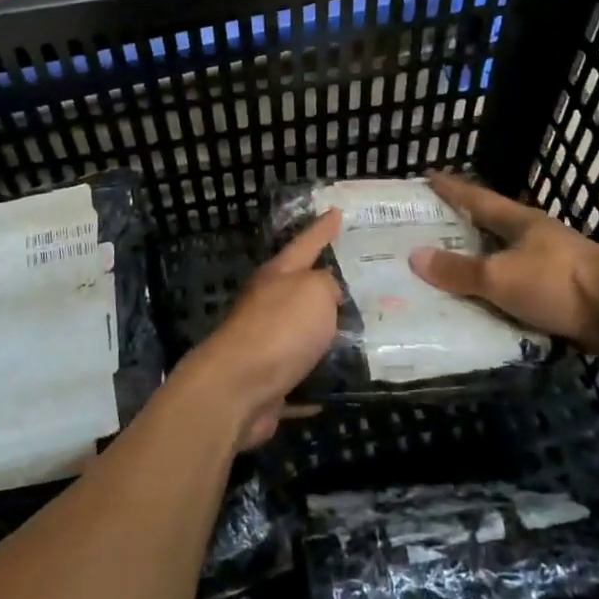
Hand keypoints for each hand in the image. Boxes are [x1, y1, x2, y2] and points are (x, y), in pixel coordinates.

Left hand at [178, 211, 343, 450]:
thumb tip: (327, 295)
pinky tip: (339, 382)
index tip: (335, 211)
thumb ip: (327, 285)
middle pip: (300, 287)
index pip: (306, 243)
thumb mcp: (314, 291)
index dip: (322, 228)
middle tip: (357, 279)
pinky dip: (318, 377)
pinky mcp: (269, 380)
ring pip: (302, 331)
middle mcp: (268, 303)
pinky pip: (302, 373)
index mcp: (278, 275)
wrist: (238, 387)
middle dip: (325, 283)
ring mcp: (266, 342)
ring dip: (325, 332)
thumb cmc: (280, 328)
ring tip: (360, 331)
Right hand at [408, 173, 598, 360]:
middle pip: (493, 229)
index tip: (429, 176)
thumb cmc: (558, 282)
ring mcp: (554, 270)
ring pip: (507, 265)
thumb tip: (413, 256)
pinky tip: (483, 313)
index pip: (477, 198)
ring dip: (483, 270)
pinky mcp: (565, 300)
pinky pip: (520, 298)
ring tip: (449, 277)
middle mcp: (537, 240)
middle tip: (429, 232)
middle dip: (464, 230)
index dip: (452, 188)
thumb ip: (458, 270)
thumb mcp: (499, 276)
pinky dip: (500, 302)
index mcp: (521, 222)